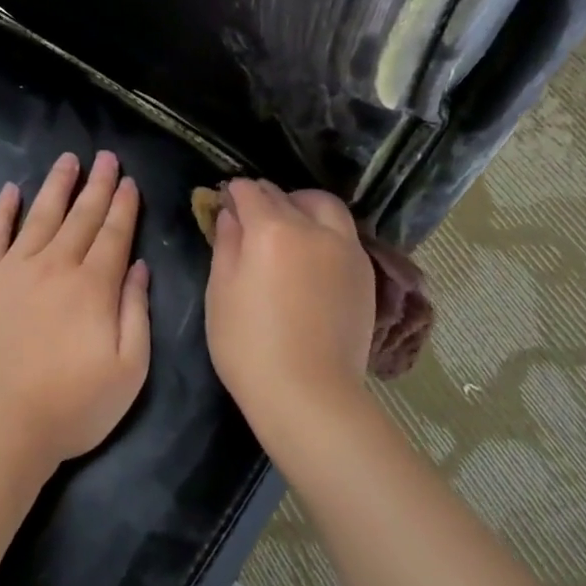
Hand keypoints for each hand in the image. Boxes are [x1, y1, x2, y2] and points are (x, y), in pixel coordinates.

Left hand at [0, 151, 150, 470]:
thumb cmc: (72, 407)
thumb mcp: (129, 369)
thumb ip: (136, 312)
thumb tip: (139, 266)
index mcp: (93, 286)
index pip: (114, 234)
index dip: (124, 206)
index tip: (129, 181)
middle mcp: (54, 266)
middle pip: (81, 217)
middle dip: (97, 185)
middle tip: (105, 156)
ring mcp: (11, 270)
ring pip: (40, 216)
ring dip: (57, 186)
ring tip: (68, 160)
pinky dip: (2, 210)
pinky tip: (11, 191)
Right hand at [204, 179, 375, 434]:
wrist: (309, 393)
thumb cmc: (249, 346)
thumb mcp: (221, 293)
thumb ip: (226, 245)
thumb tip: (230, 214)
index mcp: (273, 230)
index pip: (251, 193)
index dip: (235, 192)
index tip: (226, 199)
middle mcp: (314, 229)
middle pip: (289, 196)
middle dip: (267, 197)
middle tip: (251, 213)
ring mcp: (346, 249)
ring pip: (326, 207)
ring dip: (303, 205)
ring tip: (290, 225)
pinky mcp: (365, 272)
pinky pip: (344, 234)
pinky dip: (325, 230)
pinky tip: (312, 253)